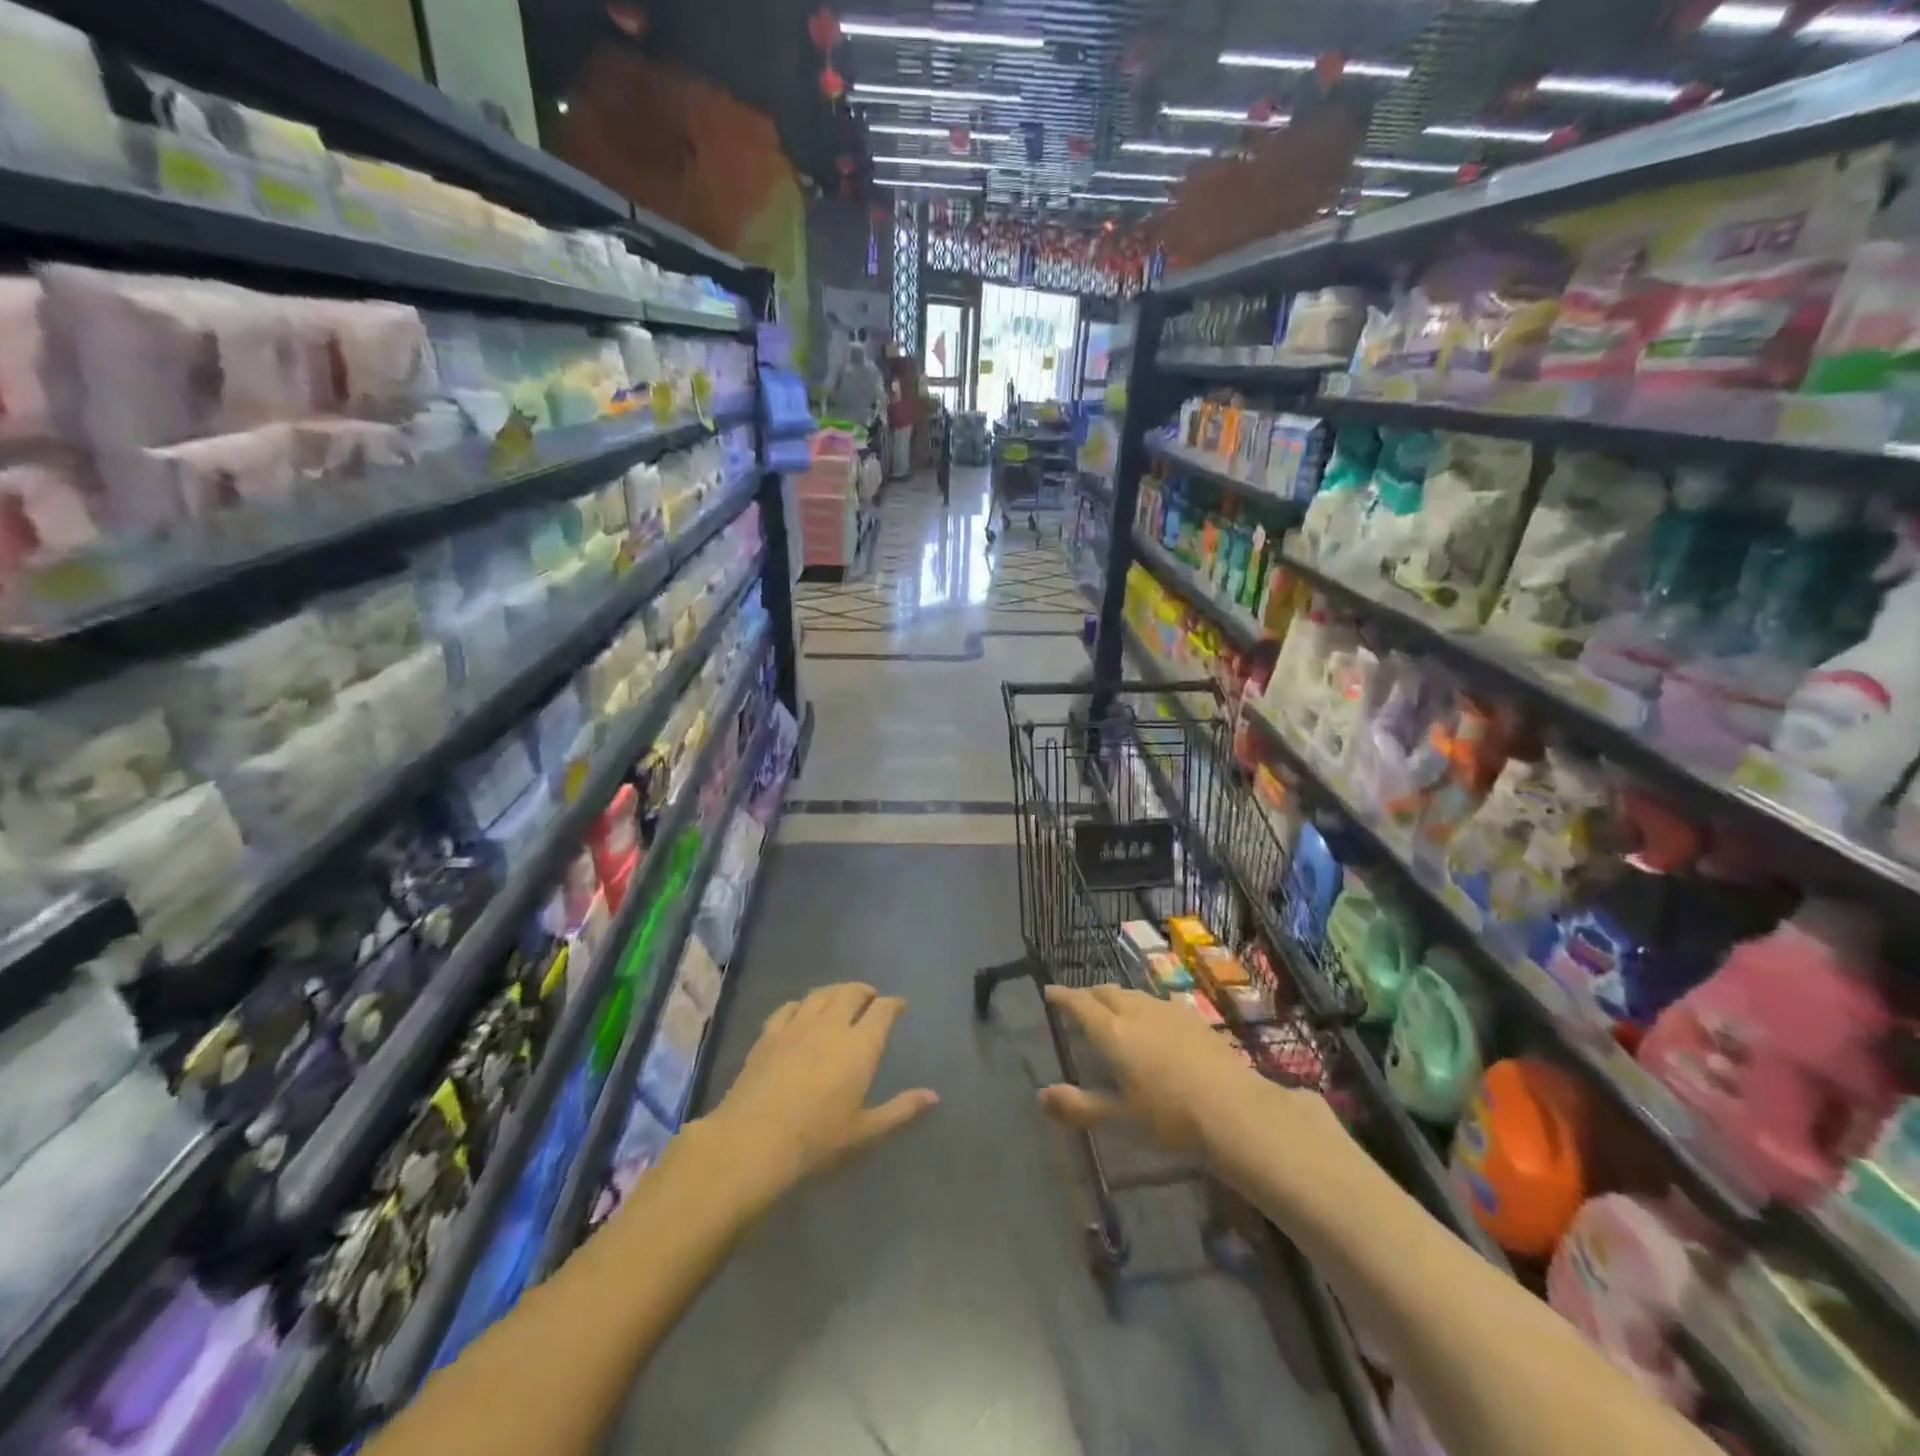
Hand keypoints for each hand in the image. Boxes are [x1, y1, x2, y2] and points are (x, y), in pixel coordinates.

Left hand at [702, 983, 937, 1191]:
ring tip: (840, 998)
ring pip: (821, 994)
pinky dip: (802, 1004)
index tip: (899, 1006)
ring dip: (836, 992)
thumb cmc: (817, 1139)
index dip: (893, 1004)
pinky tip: (801, 1011)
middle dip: (865, 991)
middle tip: (870, 998)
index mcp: (860, 1045)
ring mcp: (797, 1026)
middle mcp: (831, 1025)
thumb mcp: (865, 1131)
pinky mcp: (769, 1034)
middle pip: (851, 992)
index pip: (883, 1010)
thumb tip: (934, 1096)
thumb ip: (900, 1109)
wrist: (754, 1140)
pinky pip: (789, 1007)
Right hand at [1037, 984, 1258, 1151]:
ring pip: (1133, 994)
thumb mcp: (1119, 1119)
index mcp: (1111, 1032)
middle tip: (1078, 1003)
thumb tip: (1041, 1096)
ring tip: (1112, 1009)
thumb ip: (1078, 1106)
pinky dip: (1143, 1006)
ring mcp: (1167, 1011)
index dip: (1062, 996)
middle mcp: (1136, 1011)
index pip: (1079, 1004)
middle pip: (1106, 992)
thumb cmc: (1169, 1118)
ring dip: (1116, 997)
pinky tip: (1153, 1020)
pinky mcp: (1193, 1018)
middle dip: (1088, 994)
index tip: (1049, 992)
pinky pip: (1157, 1002)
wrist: (1234, 1110)